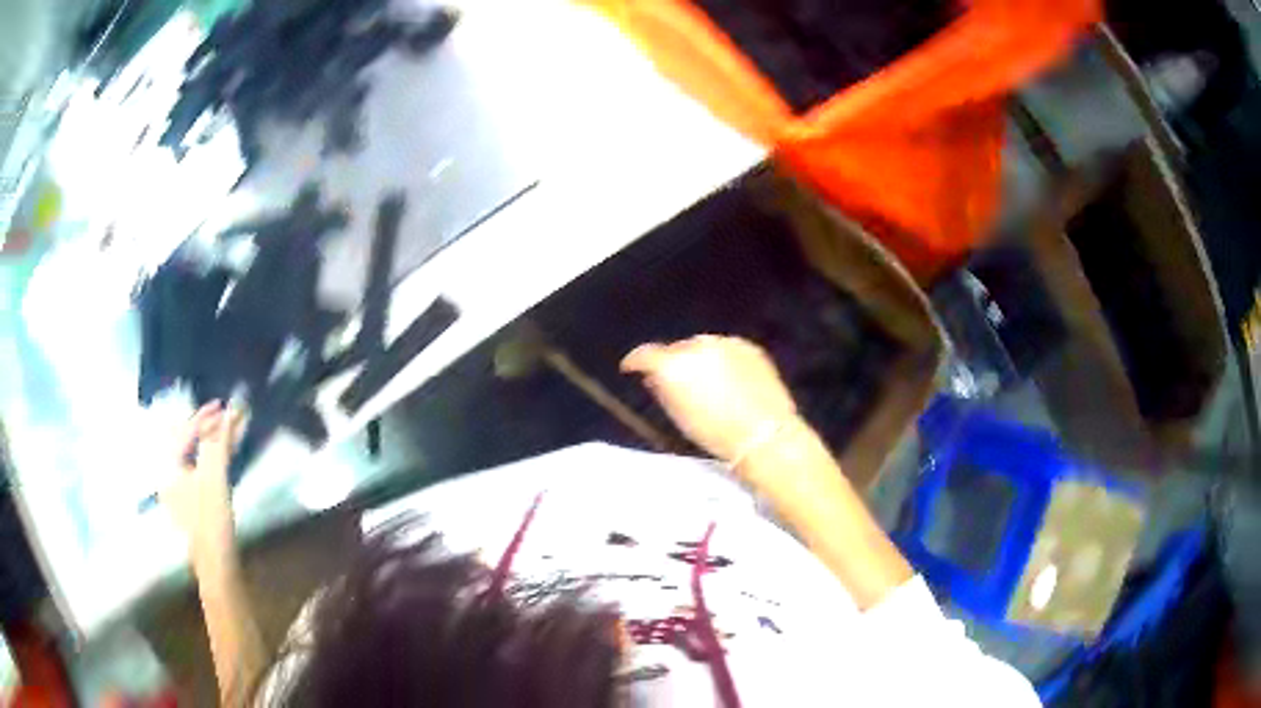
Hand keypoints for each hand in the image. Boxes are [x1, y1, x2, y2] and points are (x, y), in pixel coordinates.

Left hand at [161, 401, 242, 547]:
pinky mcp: (191, 504)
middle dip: (209, 428)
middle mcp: (168, 475)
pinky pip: (200, 470)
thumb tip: (230, 410)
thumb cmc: (211, 520)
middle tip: (229, 417)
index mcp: (167, 466)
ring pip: (195, 456)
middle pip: (188, 442)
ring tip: (232, 432)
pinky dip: (213, 459)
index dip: (204, 416)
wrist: (217, 566)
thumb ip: (219, 442)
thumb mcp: (214, 478)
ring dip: (213, 443)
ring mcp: (178, 491)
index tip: (225, 405)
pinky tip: (226, 456)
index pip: (184, 431)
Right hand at [621, 335, 797, 462]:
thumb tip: (655, 377)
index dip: (635, 361)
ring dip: (699, 359)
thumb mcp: (678, 416)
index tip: (630, 369)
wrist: (764, 434)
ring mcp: (725, 342)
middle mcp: (696, 345)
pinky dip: (723, 359)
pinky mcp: (749, 346)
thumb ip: (662, 390)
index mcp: (673, 364)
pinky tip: (729, 379)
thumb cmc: (714, 433)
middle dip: (673, 362)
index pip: (645, 354)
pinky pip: (727, 349)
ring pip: (702, 346)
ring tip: (705, 381)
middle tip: (676, 382)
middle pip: (677, 349)